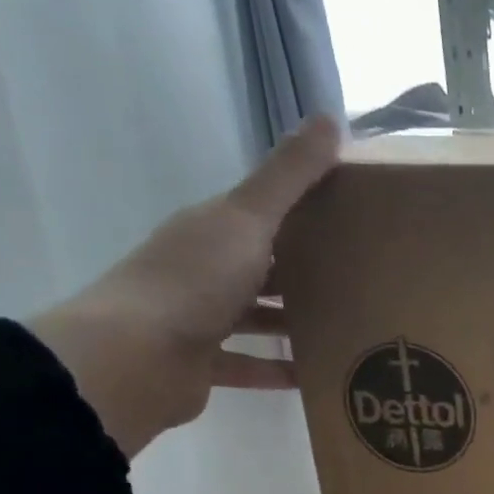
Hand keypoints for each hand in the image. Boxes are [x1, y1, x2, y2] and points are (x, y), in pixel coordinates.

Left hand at [28, 117, 339, 457]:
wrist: (134, 357)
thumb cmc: (193, 281)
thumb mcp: (247, 219)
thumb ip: (288, 176)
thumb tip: (329, 118)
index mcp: (211, 231)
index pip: (262, 216)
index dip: (304, 215)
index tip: (352, 222)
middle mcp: (203, 271)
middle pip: (262, 267)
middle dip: (305, 274)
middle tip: (360, 281)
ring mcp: (200, 320)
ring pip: (256, 318)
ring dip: (294, 324)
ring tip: (346, 330)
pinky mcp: (203, 365)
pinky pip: (249, 365)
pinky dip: (278, 370)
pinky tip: (315, 376)